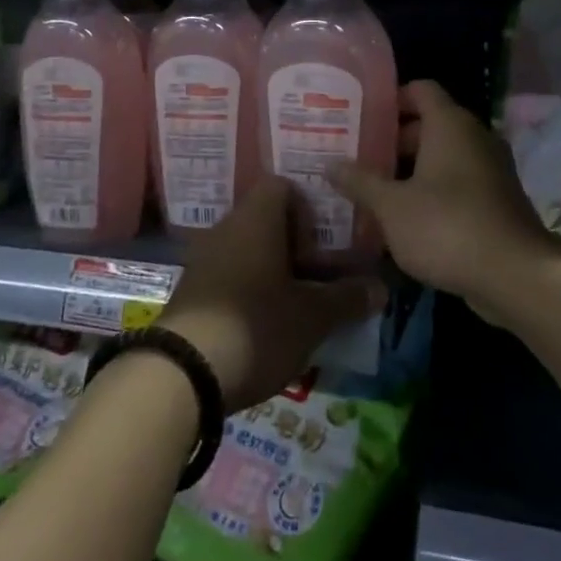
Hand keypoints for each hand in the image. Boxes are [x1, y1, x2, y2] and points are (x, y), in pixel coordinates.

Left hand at [161, 177, 386, 412]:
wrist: (180, 374)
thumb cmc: (256, 326)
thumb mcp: (312, 317)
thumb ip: (347, 299)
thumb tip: (380, 288)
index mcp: (256, 219)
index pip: (282, 186)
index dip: (308, 207)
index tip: (325, 240)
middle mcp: (226, 229)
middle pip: (265, 220)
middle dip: (294, 245)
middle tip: (320, 274)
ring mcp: (202, 260)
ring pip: (246, 250)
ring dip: (272, 270)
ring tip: (297, 303)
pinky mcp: (189, 292)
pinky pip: (227, 276)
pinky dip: (248, 290)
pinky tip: (264, 324)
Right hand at [328, 80, 560, 321]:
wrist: (515, 275)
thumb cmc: (447, 226)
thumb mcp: (392, 206)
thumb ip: (360, 182)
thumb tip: (330, 164)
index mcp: (450, 124)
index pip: (420, 89)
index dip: (391, 98)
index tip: (362, 117)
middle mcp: (475, 137)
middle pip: (430, 124)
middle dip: (394, 140)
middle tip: (359, 158)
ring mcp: (491, 168)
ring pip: (444, 156)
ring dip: (412, 169)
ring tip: (375, 190)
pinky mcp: (498, 199)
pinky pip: (459, 182)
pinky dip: (434, 190)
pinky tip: (407, 218)